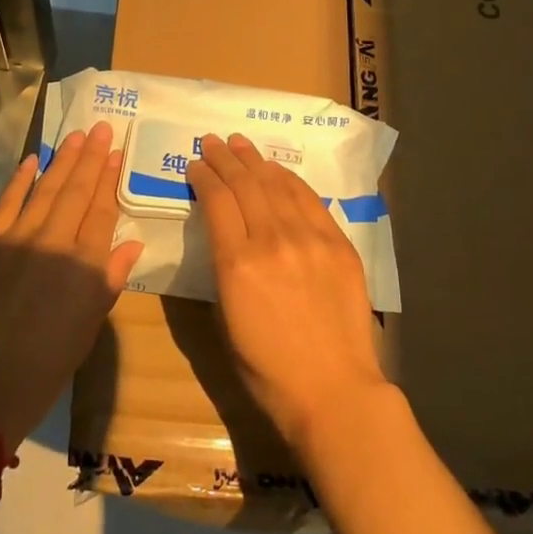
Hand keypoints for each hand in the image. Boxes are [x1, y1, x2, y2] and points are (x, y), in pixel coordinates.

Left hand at [0, 123, 143, 440]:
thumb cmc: (44, 366)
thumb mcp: (88, 328)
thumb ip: (108, 281)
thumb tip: (131, 246)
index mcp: (84, 265)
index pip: (102, 211)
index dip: (109, 180)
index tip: (116, 154)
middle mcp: (55, 242)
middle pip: (76, 191)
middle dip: (91, 157)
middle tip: (102, 128)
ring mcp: (17, 238)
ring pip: (45, 188)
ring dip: (62, 160)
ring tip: (77, 136)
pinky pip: (7, 202)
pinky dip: (20, 180)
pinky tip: (32, 160)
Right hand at [188, 133, 390, 450]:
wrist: (333, 391)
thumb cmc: (268, 369)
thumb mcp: (226, 319)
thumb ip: (222, 268)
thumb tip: (225, 234)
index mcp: (236, 264)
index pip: (216, 200)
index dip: (203, 176)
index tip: (195, 164)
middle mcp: (271, 240)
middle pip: (244, 183)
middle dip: (224, 158)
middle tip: (212, 142)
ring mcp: (309, 238)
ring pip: (276, 183)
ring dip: (254, 160)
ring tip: (240, 144)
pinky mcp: (337, 243)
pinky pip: (309, 199)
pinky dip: (289, 179)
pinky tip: (277, 170)